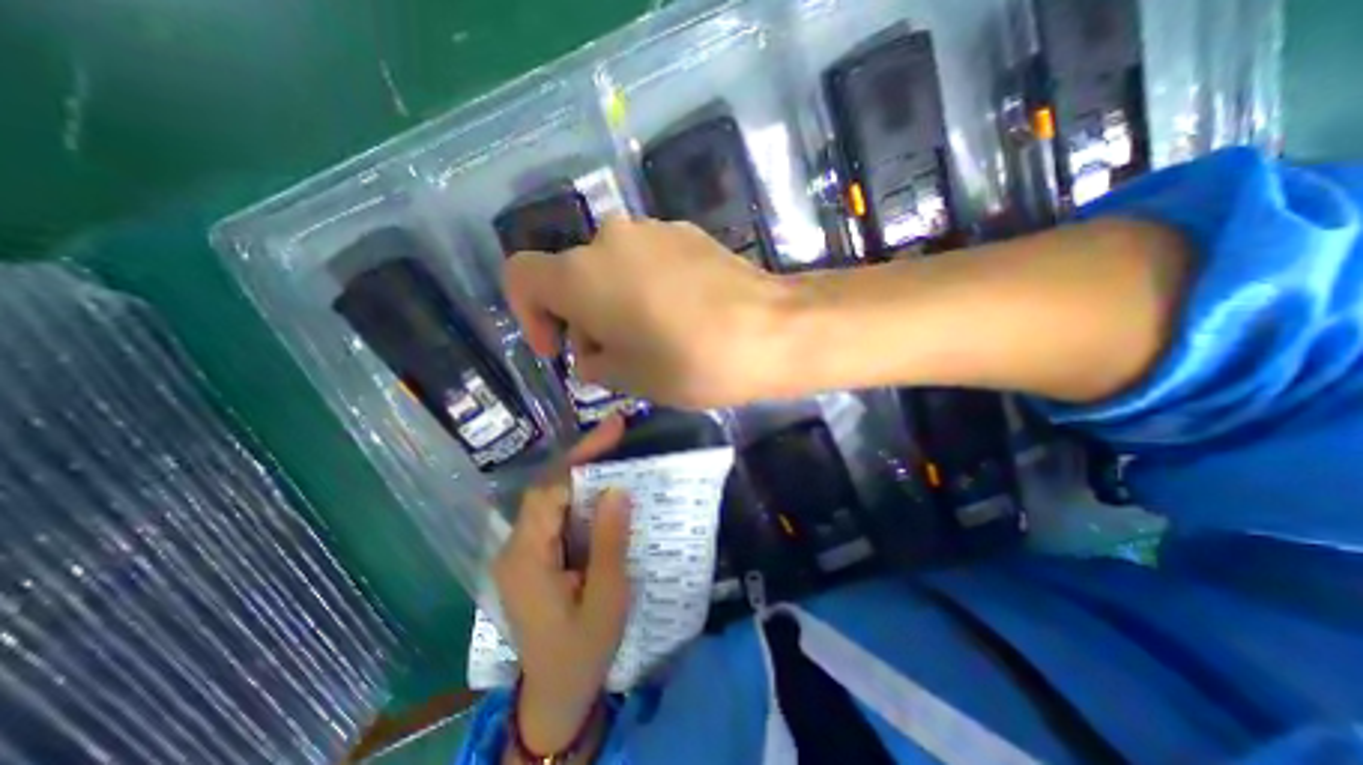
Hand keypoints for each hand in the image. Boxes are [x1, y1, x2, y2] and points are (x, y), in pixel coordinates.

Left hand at [493, 418, 629, 759]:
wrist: (555, 694)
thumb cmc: (583, 650)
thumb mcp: (606, 599)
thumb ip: (609, 542)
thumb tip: (617, 490)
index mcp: (527, 558)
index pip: (550, 491)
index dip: (580, 457)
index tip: (613, 431)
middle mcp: (516, 547)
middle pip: (547, 488)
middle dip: (582, 457)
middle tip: (617, 432)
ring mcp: (521, 551)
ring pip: (551, 497)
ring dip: (581, 472)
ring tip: (613, 450)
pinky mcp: (532, 556)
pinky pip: (556, 514)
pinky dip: (579, 494)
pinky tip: (601, 487)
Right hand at [506, 217, 793, 411]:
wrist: (772, 330)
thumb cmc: (690, 361)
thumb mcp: (629, 379)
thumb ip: (594, 364)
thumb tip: (592, 353)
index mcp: (582, 274)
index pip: (521, 276)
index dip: (528, 315)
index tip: (559, 350)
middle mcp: (610, 238)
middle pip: (573, 275)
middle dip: (582, 317)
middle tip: (613, 357)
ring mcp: (654, 230)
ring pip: (612, 267)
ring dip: (615, 302)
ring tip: (650, 338)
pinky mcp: (688, 233)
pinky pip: (648, 260)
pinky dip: (647, 287)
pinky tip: (680, 316)